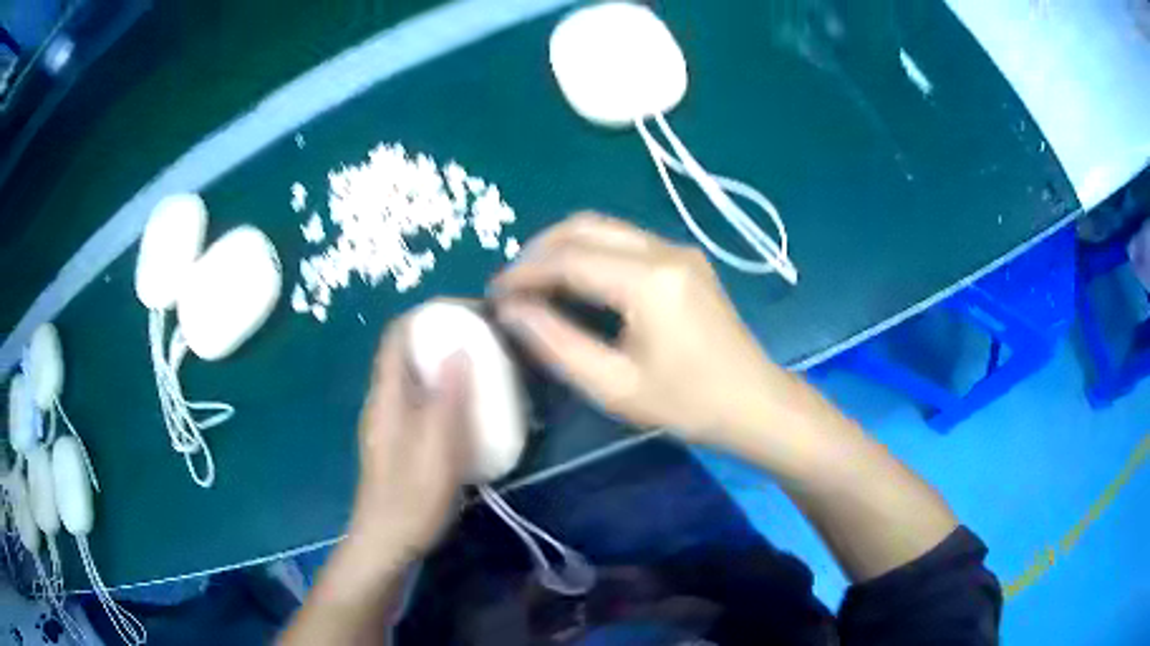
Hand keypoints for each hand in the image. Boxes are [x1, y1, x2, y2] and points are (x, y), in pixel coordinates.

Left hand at [345, 314, 470, 572]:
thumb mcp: (436, 449)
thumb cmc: (412, 499)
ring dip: (446, 361)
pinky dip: (445, 389)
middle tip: (486, 339)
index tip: (472, 312)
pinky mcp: (399, 439)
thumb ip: (447, 398)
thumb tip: (459, 348)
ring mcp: (390, 420)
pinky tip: (469, 409)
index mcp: (387, 395)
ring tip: (485, 367)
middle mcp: (384, 399)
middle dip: (444, 333)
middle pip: (408, 349)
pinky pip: (422, 398)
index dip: (431, 313)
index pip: (399, 332)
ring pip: (416, 374)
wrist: (386, 542)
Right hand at [491, 213, 800, 444]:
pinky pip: (625, 240)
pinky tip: (576, 282)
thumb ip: (556, 343)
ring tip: (536, 284)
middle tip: (513, 287)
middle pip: (585, 227)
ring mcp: (678, 249)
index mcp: (648, 281)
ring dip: (563, 247)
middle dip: (539, 250)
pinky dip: (590, 252)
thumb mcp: (614, 386)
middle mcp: (664, 249)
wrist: (754, 402)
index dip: (524, 273)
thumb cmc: (687, 404)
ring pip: (604, 227)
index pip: (568, 259)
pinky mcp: (685, 258)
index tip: (493, 295)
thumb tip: (511, 310)